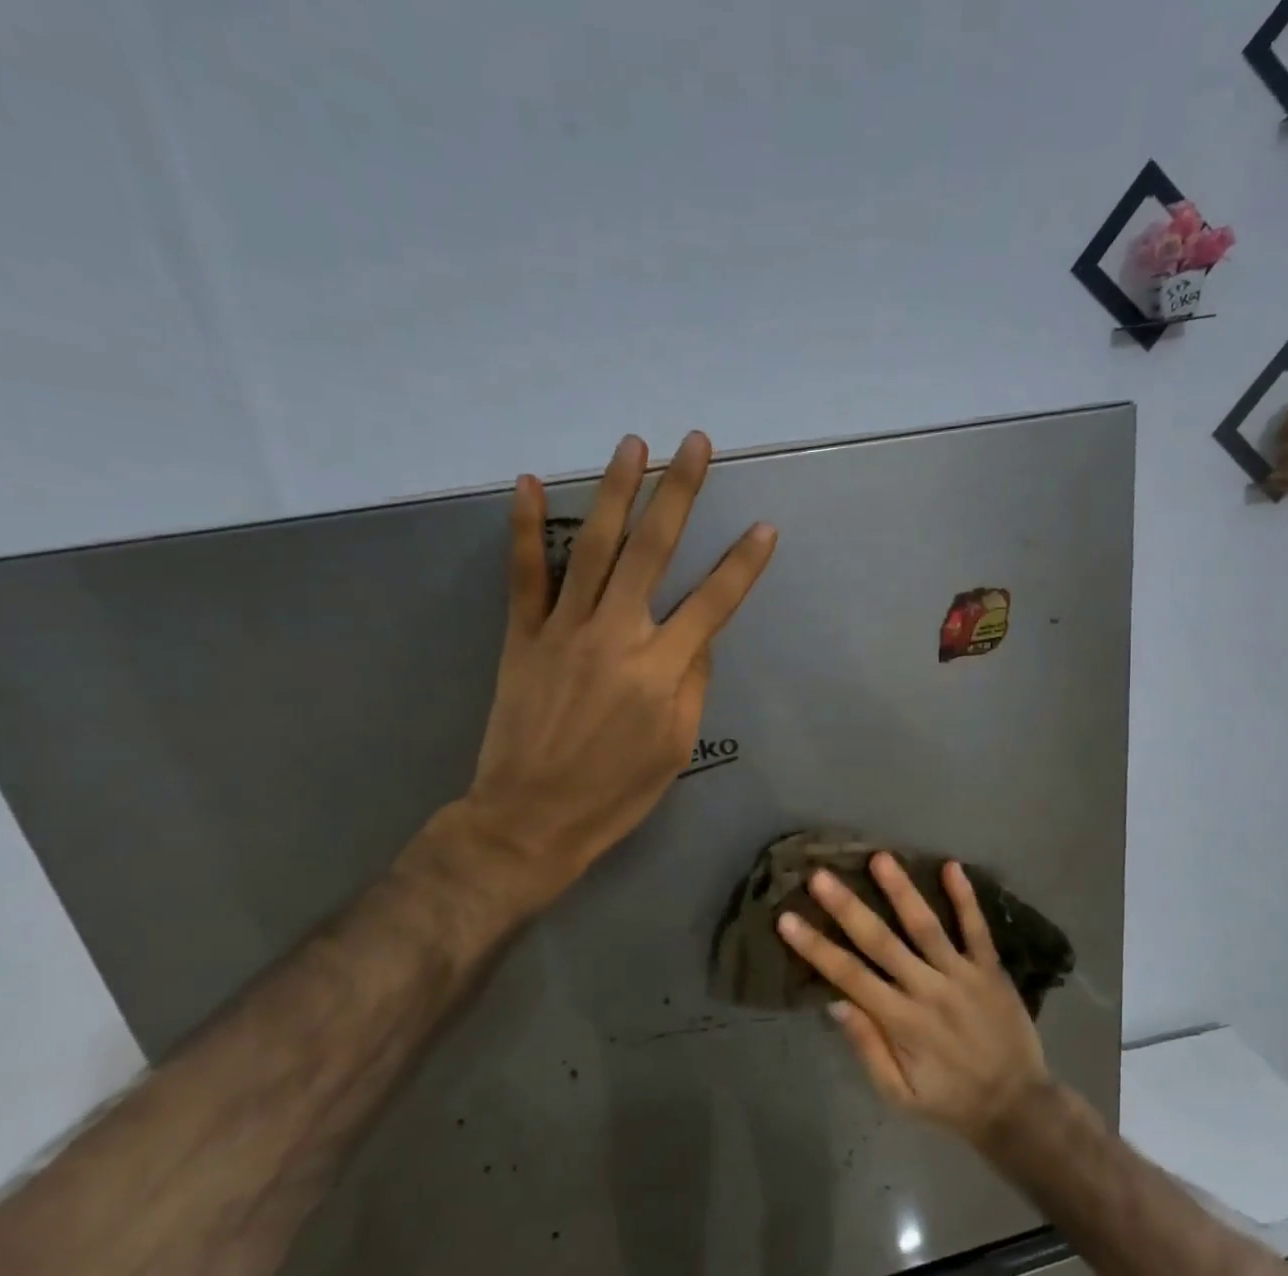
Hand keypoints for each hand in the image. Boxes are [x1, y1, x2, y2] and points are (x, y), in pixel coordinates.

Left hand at [454, 431, 775, 908]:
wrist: (530, 819)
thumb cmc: (615, 793)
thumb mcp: (675, 748)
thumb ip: (692, 683)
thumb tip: (698, 635)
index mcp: (660, 670)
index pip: (714, 603)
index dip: (743, 565)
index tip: (765, 528)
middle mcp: (616, 636)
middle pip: (653, 551)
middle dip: (679, 492)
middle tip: (696, 444)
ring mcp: (563, 630)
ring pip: (593, 547)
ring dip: (616, 491)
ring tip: (634, 444)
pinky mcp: (522, 636)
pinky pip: (524, 574)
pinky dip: (523, 528)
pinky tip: (527, 482)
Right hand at [778, 853, 1050, 1147]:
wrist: (1018, 1107)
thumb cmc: (949, 1100)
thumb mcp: (899, 1095)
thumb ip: (868, 1048)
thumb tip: (835, 1002)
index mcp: (901, 1022)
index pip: (850, 976)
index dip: (816, 947)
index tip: (787, 918)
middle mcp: (928, 990)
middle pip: (882, 942)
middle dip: (848, 908)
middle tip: (821, 875)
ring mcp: (963, 976)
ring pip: (926, 927)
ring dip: (902, 890)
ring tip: (880, 857)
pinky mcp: (991, 970)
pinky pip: (977, 929)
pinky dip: (965, 898)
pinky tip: (952, 866)